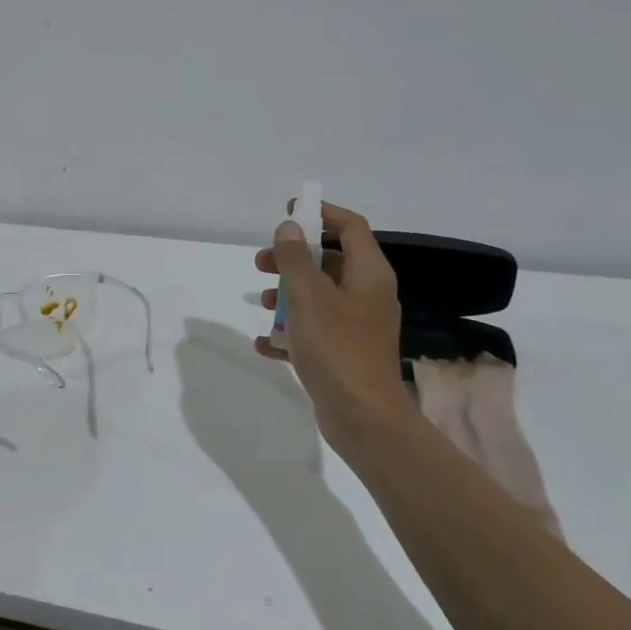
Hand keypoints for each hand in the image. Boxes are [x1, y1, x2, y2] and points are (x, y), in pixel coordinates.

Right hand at [255, 200, 409, 465]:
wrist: (363, 418)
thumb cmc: (337, 348)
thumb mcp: (309, 297)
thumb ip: (295, 259)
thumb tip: (289, 227)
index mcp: (369, 274)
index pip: (350, 227)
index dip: (321, 214)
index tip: (289, 211)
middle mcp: (368, 294)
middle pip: (330, 261)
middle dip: (293, 259)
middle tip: (261, 263)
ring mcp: (358, 326)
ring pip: (320, 297)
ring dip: (288, 295)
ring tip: (261, 304)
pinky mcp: (346, 353)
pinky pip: (315, 331)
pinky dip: (291, 331)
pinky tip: (265, 343)